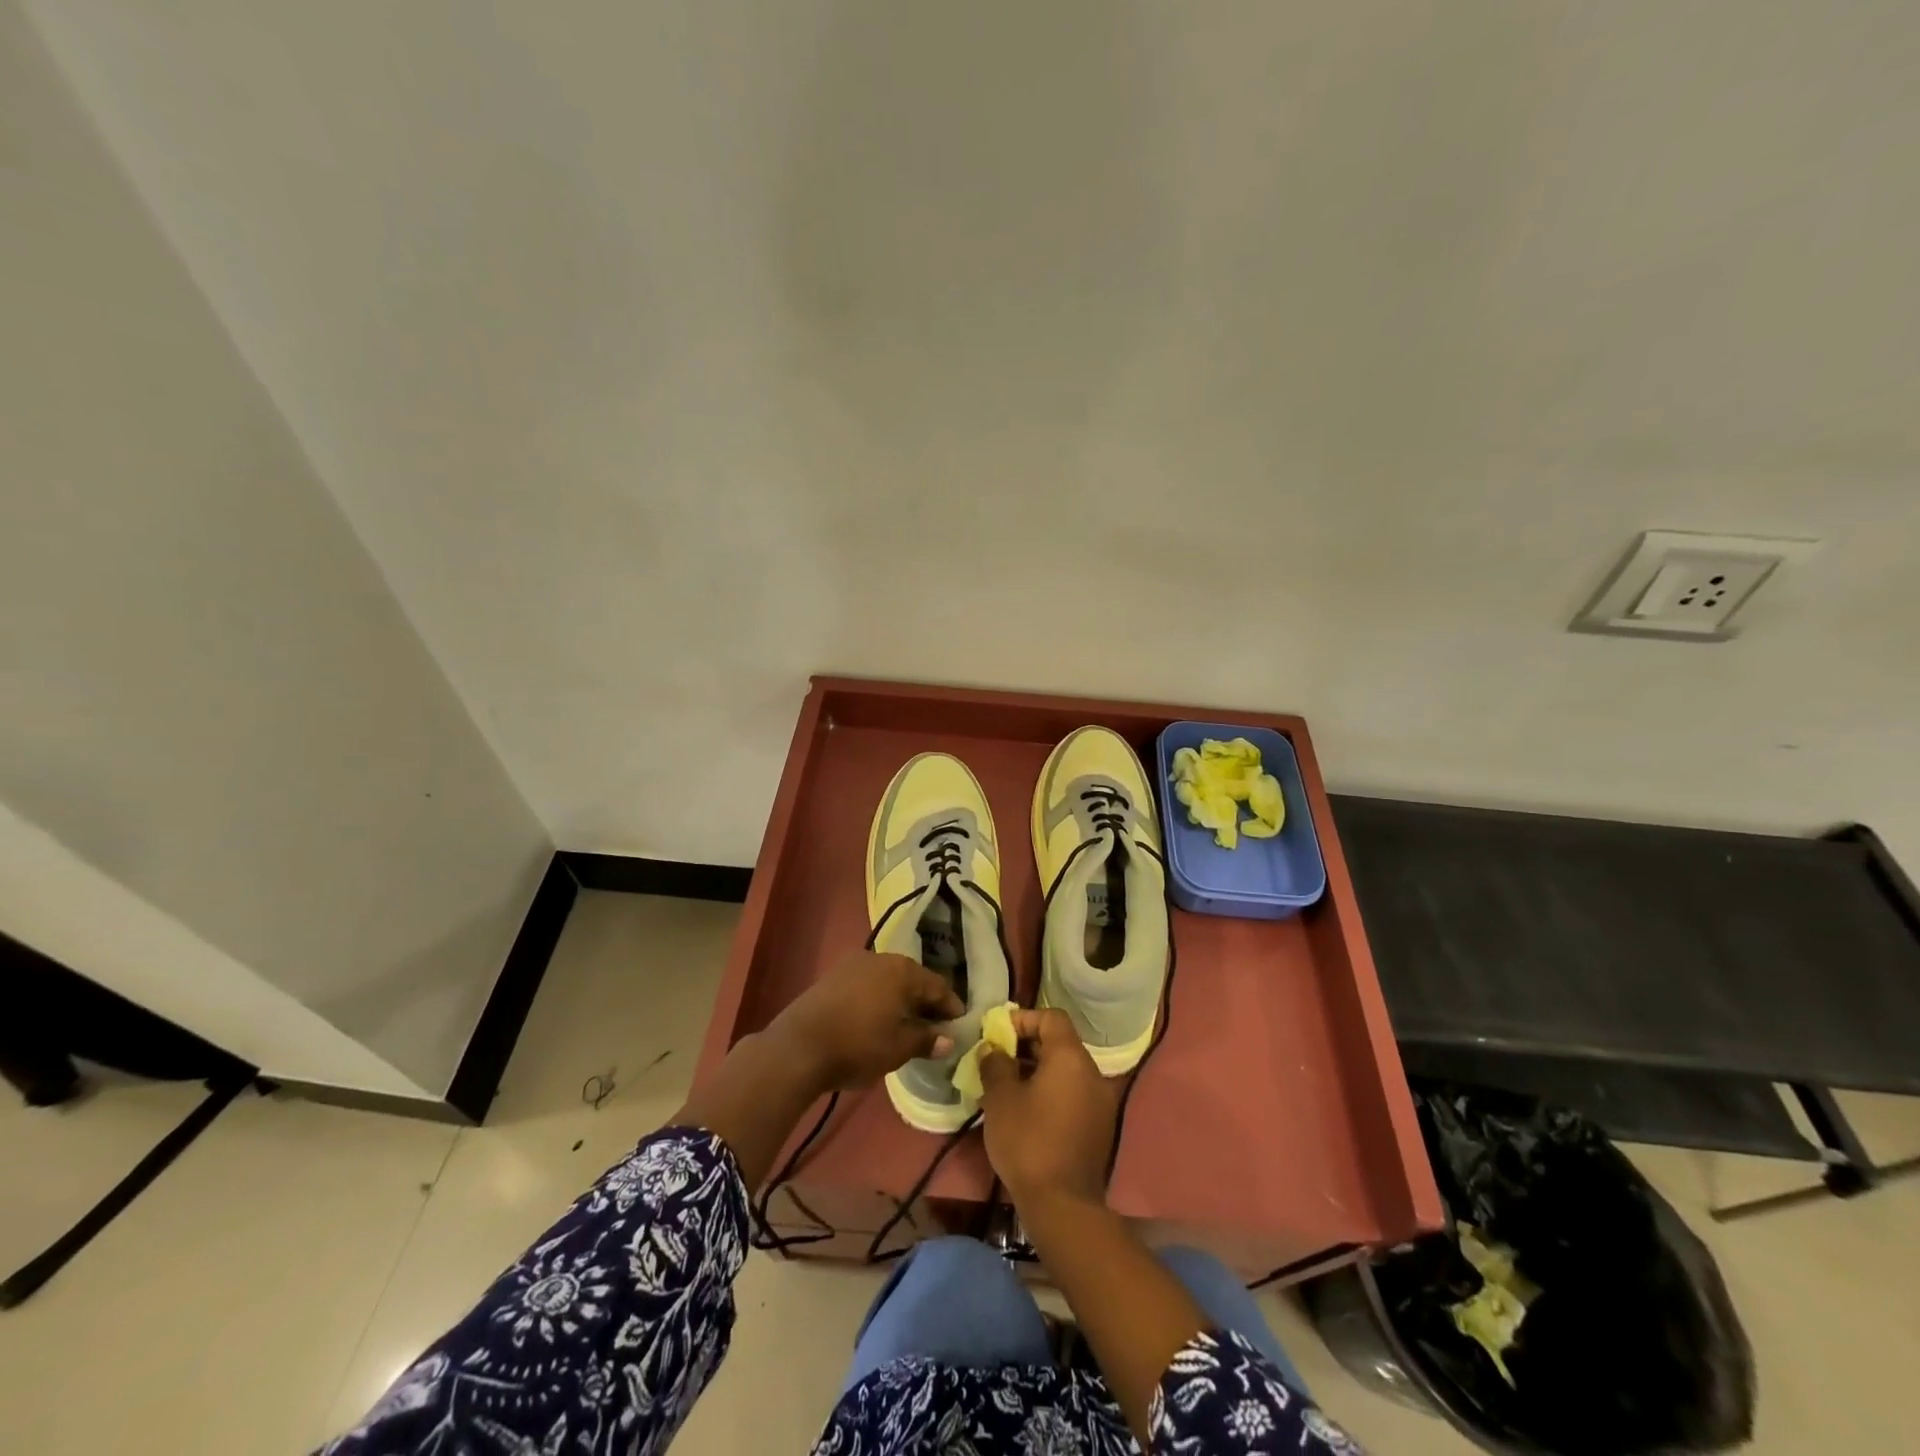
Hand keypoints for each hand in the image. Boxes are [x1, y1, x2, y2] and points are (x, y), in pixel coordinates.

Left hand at [766, 952, 963, 1092]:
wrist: (799, 1047)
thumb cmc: (858, 1045)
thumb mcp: (898, 1047)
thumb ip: (926, 1040)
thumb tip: (947, 1039)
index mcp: (903, 970)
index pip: (937, 986)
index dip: (950, 1006)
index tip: (959, 1024)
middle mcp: (881, 959)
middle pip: (913, 979)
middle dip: (926, 1002)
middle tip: (936, 1026)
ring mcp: (854, 964)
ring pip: (889, 980)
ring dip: (901, 1000)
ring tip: (907, 1024)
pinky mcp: (833, 976)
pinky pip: (868, 984)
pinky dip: (879, 999)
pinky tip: (878, 1019)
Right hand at [978, 1008, 1115, 1212]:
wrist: (1063, 1206)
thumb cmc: (1028, 1141)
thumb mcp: (1001, 1098)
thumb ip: (995, 1063)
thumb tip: (993, 1049)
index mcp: (1071, 1057)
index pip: (1051, 1017)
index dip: (1023, 1019)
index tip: (998, 1035)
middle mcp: (1092, 1072)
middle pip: (1060, 1043)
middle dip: (1027, 1047)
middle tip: (998, 1061)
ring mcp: (1100, 1101)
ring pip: (1066, 1070)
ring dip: (1037, 1071)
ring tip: (1007, 1087)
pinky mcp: (1099, 1127)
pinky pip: (1073, 1094)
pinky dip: (1051, 1092)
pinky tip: (1027, 1112)